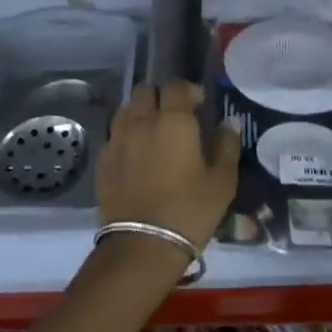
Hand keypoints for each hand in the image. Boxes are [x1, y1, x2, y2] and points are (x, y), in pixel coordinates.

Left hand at [97, 81, 241, 249]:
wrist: (143, 245)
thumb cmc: (190, 211)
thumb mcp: (222, 182)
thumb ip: (227, 146)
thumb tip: (229, 123)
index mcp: (174, 121)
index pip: (176, 86)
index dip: (189, 90)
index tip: (199, 105)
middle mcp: (142, 122)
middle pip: (145, 90)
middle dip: (161, 96)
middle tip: (175, 115)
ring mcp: (118, 140)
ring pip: (125, 108)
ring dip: (140, 111)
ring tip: (152, 130)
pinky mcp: (103, 160)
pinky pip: (113, 133)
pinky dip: (124, 134)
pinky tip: (135, 153)